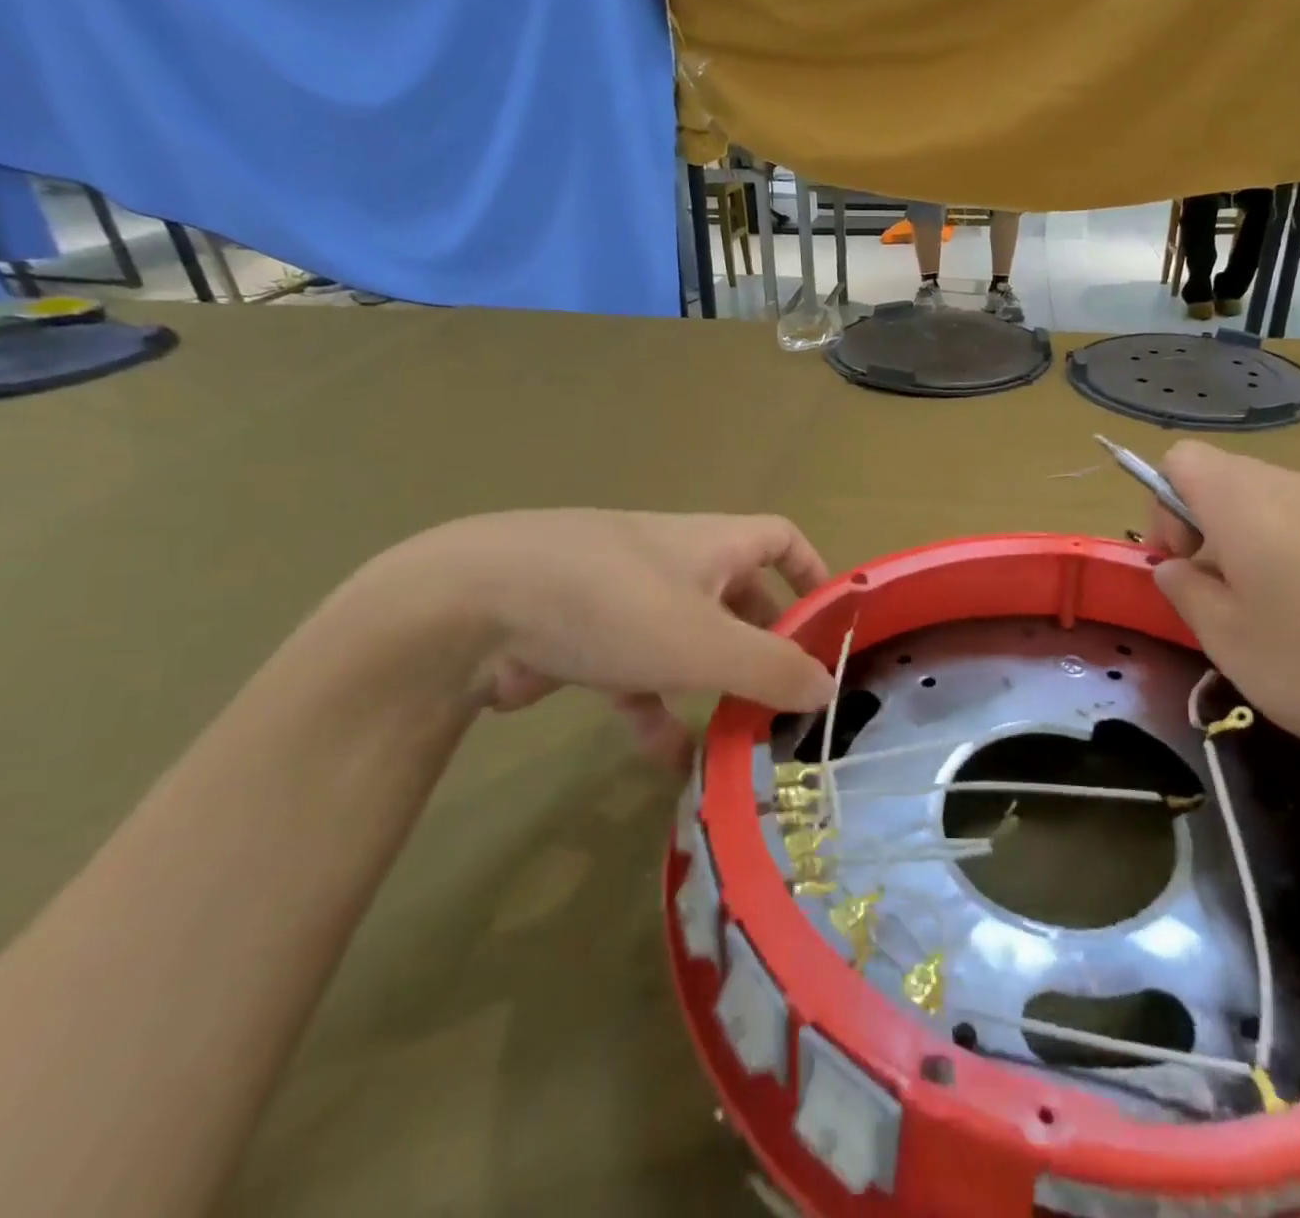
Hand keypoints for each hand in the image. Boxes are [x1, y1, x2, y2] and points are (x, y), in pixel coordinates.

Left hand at [374, 510, 834, 763]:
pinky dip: (658, 711)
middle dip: (765, 641)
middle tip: (788, 693)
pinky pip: (637, 674)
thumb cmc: (611, 606)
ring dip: (714, 684)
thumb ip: (773, 668)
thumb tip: (829, 688)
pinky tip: (670, 761)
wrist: (469, 608)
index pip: (779, 538)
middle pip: (738, 595)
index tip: (830, 621)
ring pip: (688, 641)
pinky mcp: (582, 639)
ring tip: (741, 734)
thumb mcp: (706, 642)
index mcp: (710, 544)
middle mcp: (672, 562)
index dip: (812, 572)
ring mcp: (624, 600)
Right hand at [1145, 444, 1299, 790]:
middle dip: (1200, 529)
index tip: (1180, 565)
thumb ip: (1183, 591)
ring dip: (1243, 546)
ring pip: (1264, 505)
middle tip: (1217, 597)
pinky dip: (1287, 556)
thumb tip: (1176, 567)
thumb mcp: (1226, 639)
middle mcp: (1292, 486)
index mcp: (1243, 500)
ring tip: (1264, 614)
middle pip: (1221, 479)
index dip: (1161, 506)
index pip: (1179, 459)